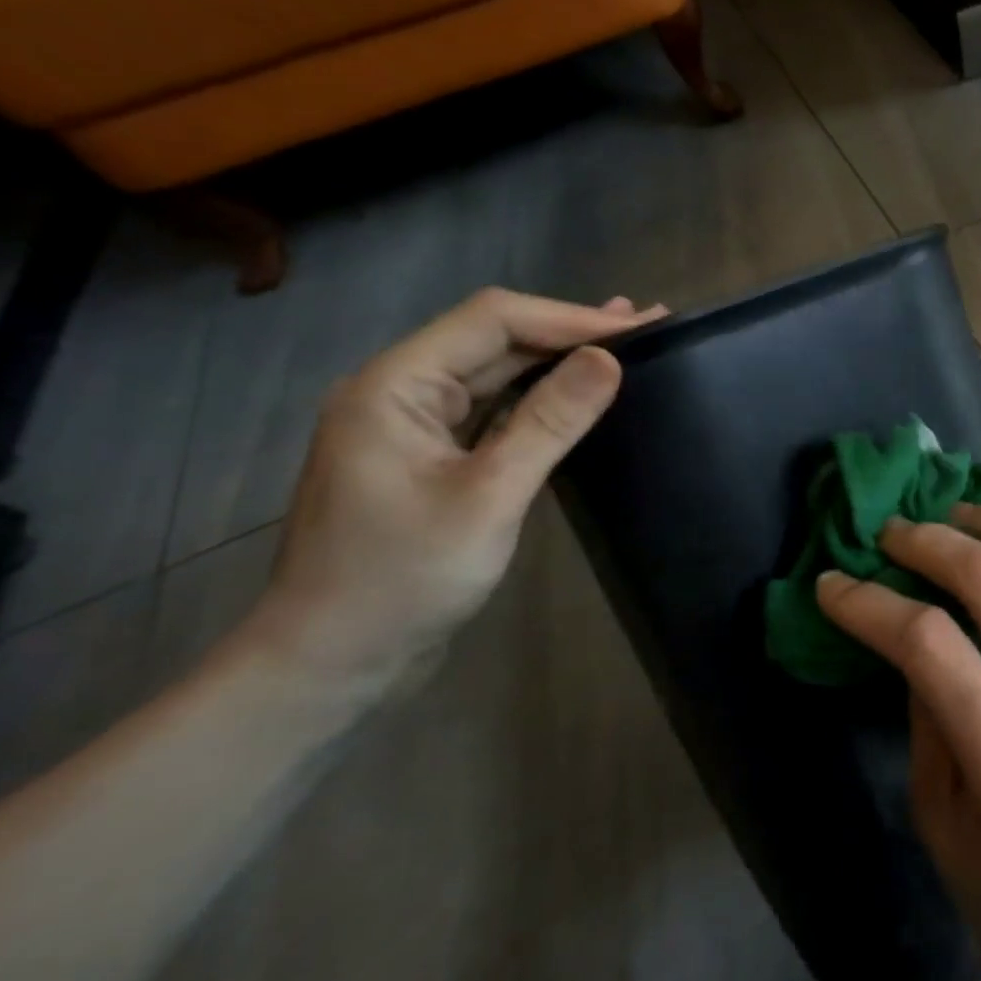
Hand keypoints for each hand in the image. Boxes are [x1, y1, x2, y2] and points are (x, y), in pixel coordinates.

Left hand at [242, 288, 664, 701]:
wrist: (332, 663)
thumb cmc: (404, 579)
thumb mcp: (490, 496)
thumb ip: (550, 421)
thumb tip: (610, 359)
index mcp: (394, 385)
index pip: (493, 321)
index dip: (570, 318)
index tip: (638, 327)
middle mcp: (398, 390)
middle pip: (495, 338)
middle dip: (571, 330)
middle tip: (648, 324)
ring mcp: (413, 423)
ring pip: (496, 370)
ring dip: (560, 356)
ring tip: (626, 340)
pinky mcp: (431, 454)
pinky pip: (492, 407)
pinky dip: (540, 393)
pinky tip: (578, 386)